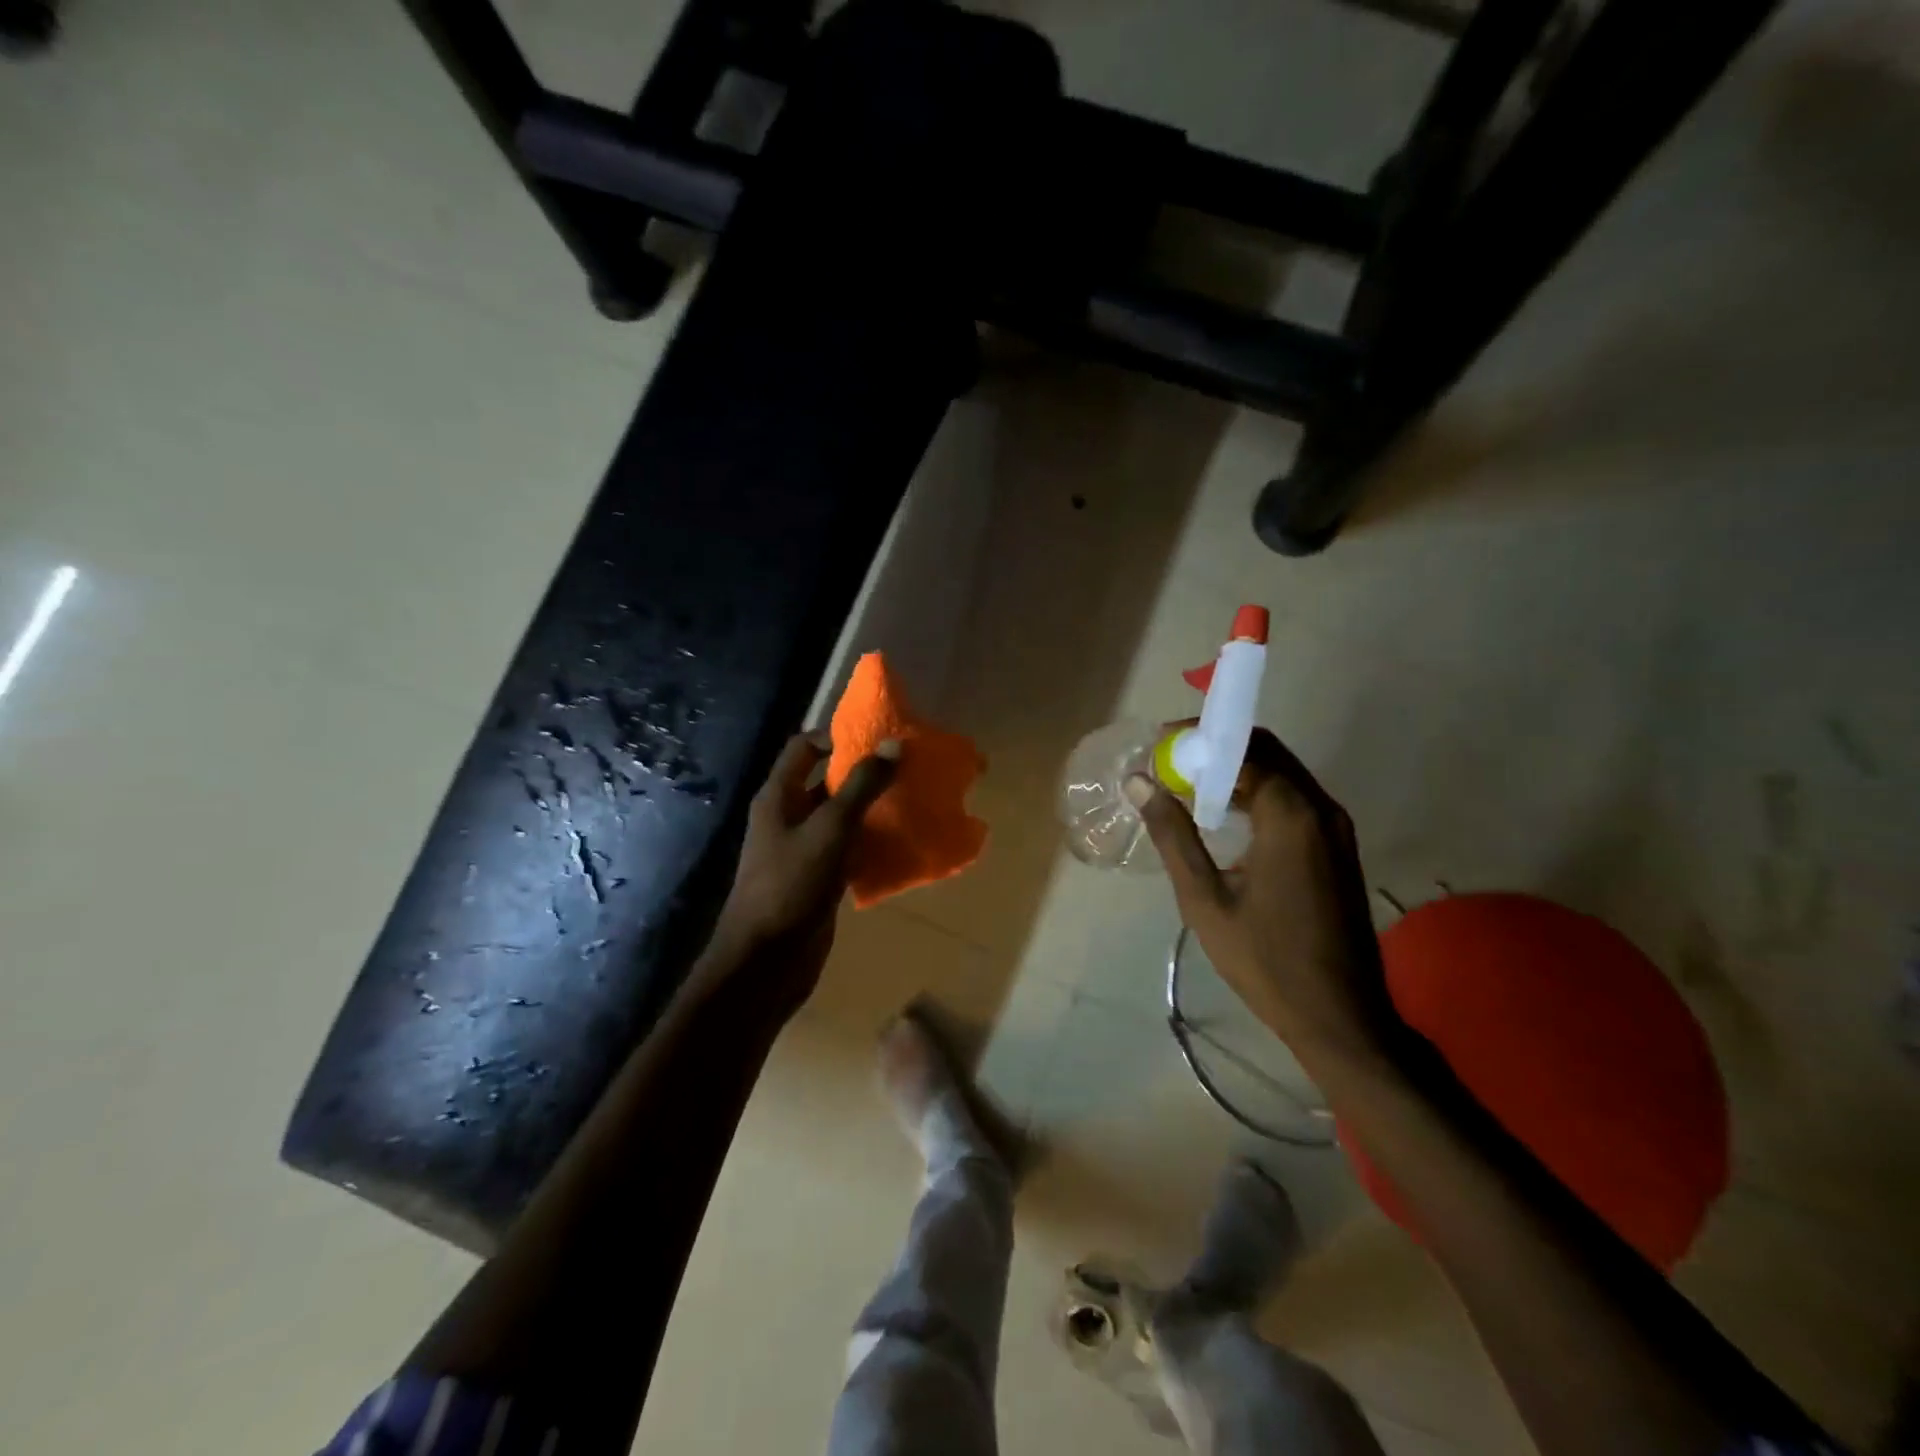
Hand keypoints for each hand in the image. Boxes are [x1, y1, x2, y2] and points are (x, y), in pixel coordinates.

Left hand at [710, 731, 898, 1012]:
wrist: (767, 960)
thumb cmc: (792, 884)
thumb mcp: (831, 829)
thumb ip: (862, 786)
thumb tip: (894, 744)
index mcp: (780, 796)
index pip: (804, 748)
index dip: (836, 737)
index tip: (877, 739)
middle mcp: (787, 817)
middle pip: (825, 781)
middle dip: (863, 773)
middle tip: (905, 769)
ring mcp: (802, 849)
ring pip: (839, 817)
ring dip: (870, 809)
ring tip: (912, 800)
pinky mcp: (817, 878)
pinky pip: (846, 849)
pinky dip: (870, 843)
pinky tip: (901, 844)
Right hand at [1129, 731, 1387, 1060]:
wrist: (1339, 1015)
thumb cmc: (1265, 959)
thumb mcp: (1204, 899)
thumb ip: (1173, 835)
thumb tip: (1139, 782)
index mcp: (1290, 816)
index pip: (1242, 750)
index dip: (1197, 742)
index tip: (1158, 748)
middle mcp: (1320, 809)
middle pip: (1267, 751)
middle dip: (1217, 749)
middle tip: (1169, 763)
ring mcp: (1336, 827)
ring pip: (1282, 773)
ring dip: (1237, 770)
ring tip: (1188, 787)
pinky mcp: (1338, 846)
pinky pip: (1294, 798)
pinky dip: (1258, 791)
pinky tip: (1225, 815)